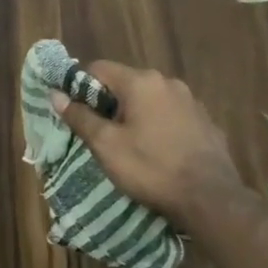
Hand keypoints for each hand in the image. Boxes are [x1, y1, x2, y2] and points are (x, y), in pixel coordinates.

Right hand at [52, 61, 242, 219]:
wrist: (211, 199)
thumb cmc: (151, 168)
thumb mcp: (105, 145)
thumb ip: (79, 117)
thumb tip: (55, 94)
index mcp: (141, 82)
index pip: (98, 68)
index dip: (81, 87)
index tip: (77, 113)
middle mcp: (167, 83)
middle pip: (125, 83)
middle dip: (109, 103)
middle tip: (101, 133)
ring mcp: (191, 101)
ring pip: (150, 99)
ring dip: (135, 114)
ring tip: (130, 145)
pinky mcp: (206, 122)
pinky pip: (171, 115)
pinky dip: (159, 125)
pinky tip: (158, 151)